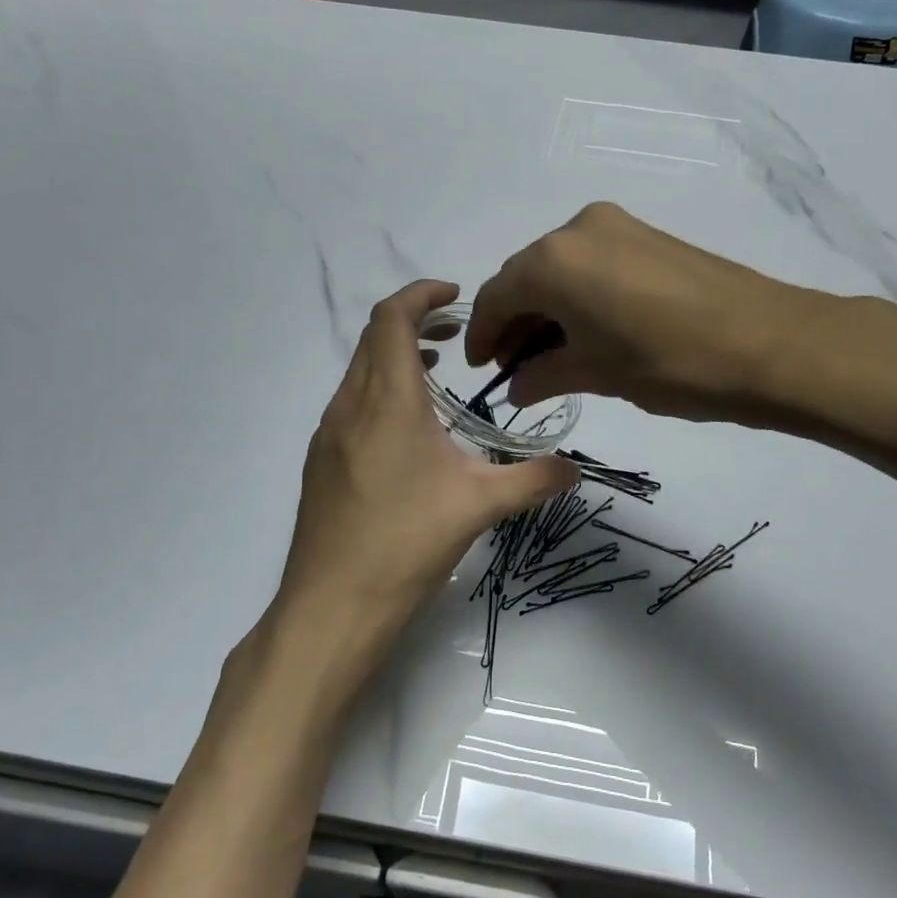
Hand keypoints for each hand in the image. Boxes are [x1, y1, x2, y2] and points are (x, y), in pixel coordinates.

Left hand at [269, 280, 576, 695]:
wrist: (333, 603)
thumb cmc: (407, 542)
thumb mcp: (480, 506)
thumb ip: (532, 480)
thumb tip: (575, 469)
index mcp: (387, 400)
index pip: (393, 318)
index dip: (421, 294)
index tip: (455, 295)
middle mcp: (350, 405)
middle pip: (374, 338)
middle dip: (414, 322)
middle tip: (455, 336)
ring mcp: (328, 434)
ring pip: (359, 371)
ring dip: (395, 359)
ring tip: (435, 376)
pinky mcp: (321, 461)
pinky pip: (350, 403)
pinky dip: (379, 391)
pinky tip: (407, 431)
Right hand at [466, 203, 807, 422]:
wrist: (771, 344)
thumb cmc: (670, 364)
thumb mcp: (598, 374)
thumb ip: (544, 375)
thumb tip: (517, 386)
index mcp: (554, 261)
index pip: (498, 296)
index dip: (483, 335)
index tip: (481, 369)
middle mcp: (578, 229)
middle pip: (526, 277)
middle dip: (515, 322)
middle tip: (515, 367)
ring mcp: (618, 226)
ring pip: (560, 269)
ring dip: (547, 310)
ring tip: (551, 356)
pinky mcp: (648, 235)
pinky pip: (592, 264)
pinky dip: (578, 296)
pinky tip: (588, 332)